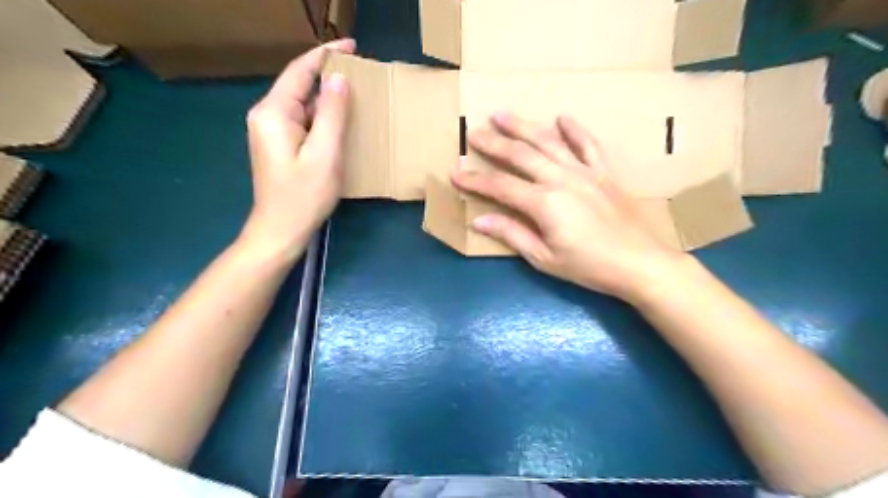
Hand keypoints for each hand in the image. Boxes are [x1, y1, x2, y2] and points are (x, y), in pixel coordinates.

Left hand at [241, 38, 355, 259]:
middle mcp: (267, 116)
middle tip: (361, 72)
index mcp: (273, 113)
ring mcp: (271, 132)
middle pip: (299, 85)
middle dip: (328, 75)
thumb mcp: (324, 154)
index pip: (300, 71)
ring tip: (356, 93)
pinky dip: (322, 115)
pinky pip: (303, 120)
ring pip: (302, 104)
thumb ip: (331, 114)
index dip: (326, 55)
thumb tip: (338, 79)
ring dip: (326, 97)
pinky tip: (340, 120)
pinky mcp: (279, 145)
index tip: (352, 46)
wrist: (280, 231)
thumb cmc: (303, 196)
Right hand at [452, 114, 684, 300]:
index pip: (500, 186)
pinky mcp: (605, 173)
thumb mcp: (545, 258)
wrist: (641, 263)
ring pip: (549, 142)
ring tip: (503, 114)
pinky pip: (589, 144)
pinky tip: (563, 117)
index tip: (455, 172)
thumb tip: (480, 220)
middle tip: (474, 132)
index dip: (475, 180)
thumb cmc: (589, 266)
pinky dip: (575, 130)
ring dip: (524, 126)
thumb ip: (512, 234)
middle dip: (494, 144)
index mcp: (544, 203)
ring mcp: (585, 172)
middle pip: (521, 155)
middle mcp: (561, 179)